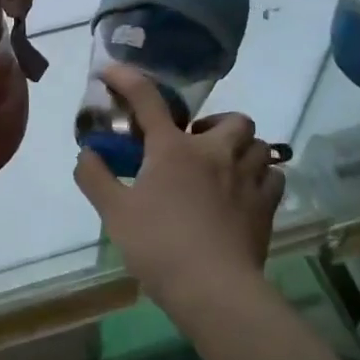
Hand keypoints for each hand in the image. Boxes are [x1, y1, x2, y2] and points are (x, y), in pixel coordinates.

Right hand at [74, 64, 284, 313]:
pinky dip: (261, 176)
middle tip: (194, 143)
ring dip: (241, 148)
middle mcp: (215, 153)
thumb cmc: (158, 245)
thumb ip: (95, 177)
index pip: (147, 99)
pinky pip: (273, 176)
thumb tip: (86, 153)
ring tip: (224, 165)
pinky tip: (246, 191)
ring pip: (259, 144)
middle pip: (231, 119)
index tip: (110, 71)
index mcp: (173, 149)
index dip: (126, 79)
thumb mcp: (114, 212)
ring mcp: (247, 178)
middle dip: (214, 124)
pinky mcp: (266, 206)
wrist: (212, 288)